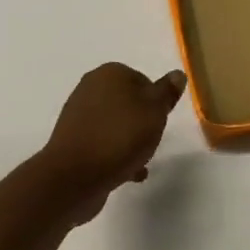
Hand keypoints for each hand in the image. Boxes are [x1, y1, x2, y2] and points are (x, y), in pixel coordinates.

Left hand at [39, 63, 187, 223]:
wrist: (75, 175)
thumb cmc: (120, 137)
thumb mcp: (154, 112)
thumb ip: (166, 92)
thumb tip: (177, 74)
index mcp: (109, 74)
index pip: (142, 79)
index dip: (156, 101)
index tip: (161, 121)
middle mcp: (90, 88)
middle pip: (127, 102)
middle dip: (142, 121)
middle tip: (151, 140)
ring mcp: (78, 115)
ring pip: (114, 123)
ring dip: (129, 140)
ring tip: (140, 160)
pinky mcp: (72, 141)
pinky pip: (102, 143)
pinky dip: (115, 154)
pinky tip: (128, 173)